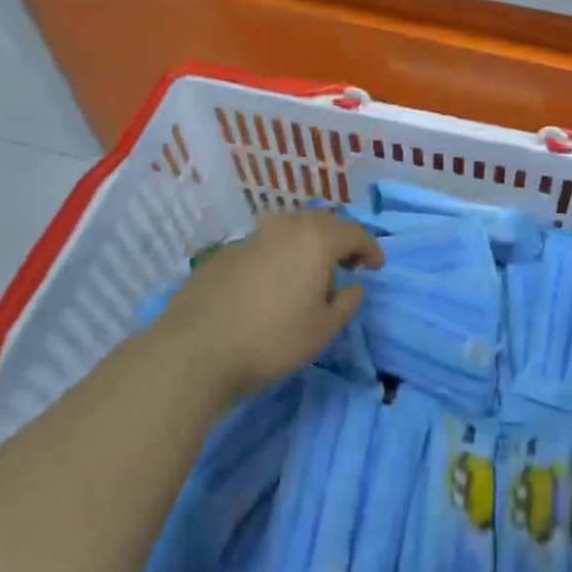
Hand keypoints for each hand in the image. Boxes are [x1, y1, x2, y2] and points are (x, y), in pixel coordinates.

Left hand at [155, 210, 382, 398]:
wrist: (195, 349)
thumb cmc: (271, 339)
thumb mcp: (322, 330)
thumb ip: (346, 303)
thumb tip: (353, 286)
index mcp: (316, 239)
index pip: (354, 232)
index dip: (370, 248)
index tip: (376, 268)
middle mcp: (286, 227)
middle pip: (321, 223)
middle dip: (338, 240)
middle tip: (345, 265)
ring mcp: (252, 237)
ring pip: (289, 230)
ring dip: (305, 245)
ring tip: (307, 272)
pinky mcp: (224, 253)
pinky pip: (262, 246)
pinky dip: (276, 257)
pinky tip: (269, 285)